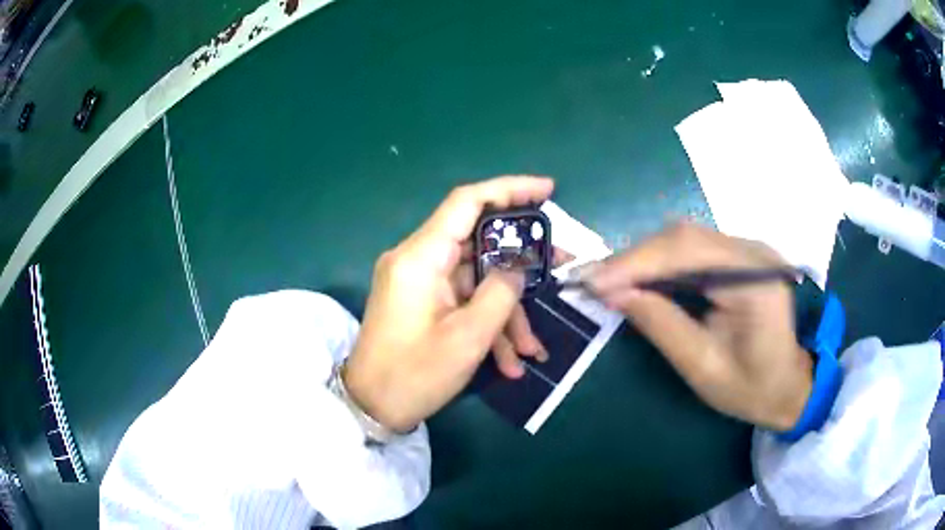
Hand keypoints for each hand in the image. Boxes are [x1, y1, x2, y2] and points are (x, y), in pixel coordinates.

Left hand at [344, 176, 554, 431]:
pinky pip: (461, 301)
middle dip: (521, 263)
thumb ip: (501, 292)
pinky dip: (486, 324)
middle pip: (478, 243)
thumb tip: (517, 268)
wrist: (370, 408)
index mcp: (420, 257)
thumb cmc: (414, 374)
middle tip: (559, 266)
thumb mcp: (469, 337)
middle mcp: (416, 260)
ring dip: (505, 312)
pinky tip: (509, 361)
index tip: (548, 190)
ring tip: (531, 350)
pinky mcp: (421, 302)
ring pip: (475, 280)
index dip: (509, 189)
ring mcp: (418, 282)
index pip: (467, 202)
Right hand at [582, 222, 812, 430]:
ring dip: (644, 260)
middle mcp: (752, 251)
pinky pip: (691, 251)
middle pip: (683, 237)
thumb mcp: (703, 367)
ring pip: (683, 240)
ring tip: (609, 282)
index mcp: (755, 279)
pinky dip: (660, 265)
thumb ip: (661, 325)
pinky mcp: (738, 258)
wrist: (789, 385)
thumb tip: (613, 293)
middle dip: (634, 259)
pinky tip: (639, 280)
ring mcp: (746, 250)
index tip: (594, 282)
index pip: (688, 250)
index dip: (636, 262)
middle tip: (594, 282)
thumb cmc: (752, 388)